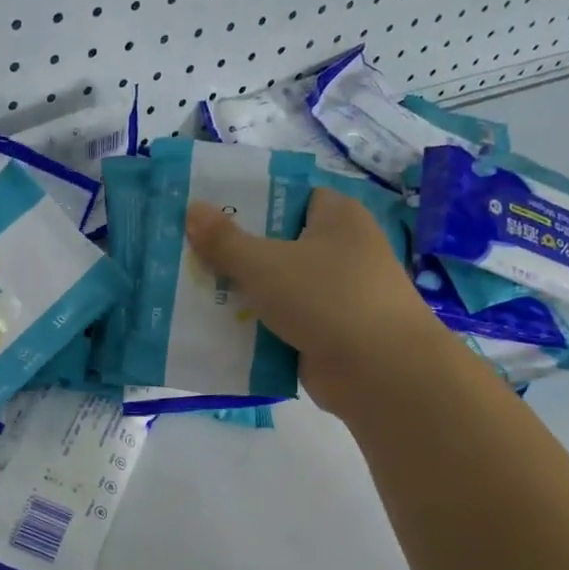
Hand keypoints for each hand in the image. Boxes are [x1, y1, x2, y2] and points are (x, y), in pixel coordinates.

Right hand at [186, 187, 428, 412]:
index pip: (290, 197)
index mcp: (337, 218)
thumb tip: (191, 208)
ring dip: (240, 293)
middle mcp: (341, 251)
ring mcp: (335, 295)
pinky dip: (255, 327)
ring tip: (190, 291)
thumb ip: (224, 240)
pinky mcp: (327, 333)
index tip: (208, 212)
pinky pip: (281, 322)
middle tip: (187, 253)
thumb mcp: (265, 264)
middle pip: (276, 244)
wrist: (381, 373)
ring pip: (276, 286)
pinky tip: (215, 329)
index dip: (250, 201)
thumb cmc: (327, 299)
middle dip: (234, 252)